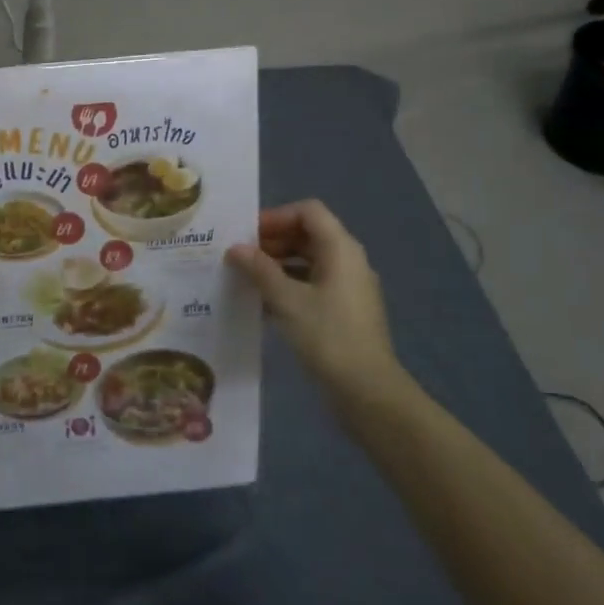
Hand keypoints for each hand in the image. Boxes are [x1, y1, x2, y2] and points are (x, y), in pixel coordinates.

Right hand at [226, 200, 406, 406]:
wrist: (367, 391)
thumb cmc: (327, 336)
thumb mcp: (286, 299)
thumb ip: (259, 269)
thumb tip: (236, 248)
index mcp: (341, 249)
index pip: (308, 212)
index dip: (276, 216)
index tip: (247, 234)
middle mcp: (349, 261)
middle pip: (308, 234)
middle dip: (273, 240)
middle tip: (240, 255)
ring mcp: (349, 287)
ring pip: (309, 260)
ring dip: (277, 264)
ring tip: (246, 278)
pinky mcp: (344, 311)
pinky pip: (313, 284)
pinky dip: (288, 285)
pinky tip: (262, 303)